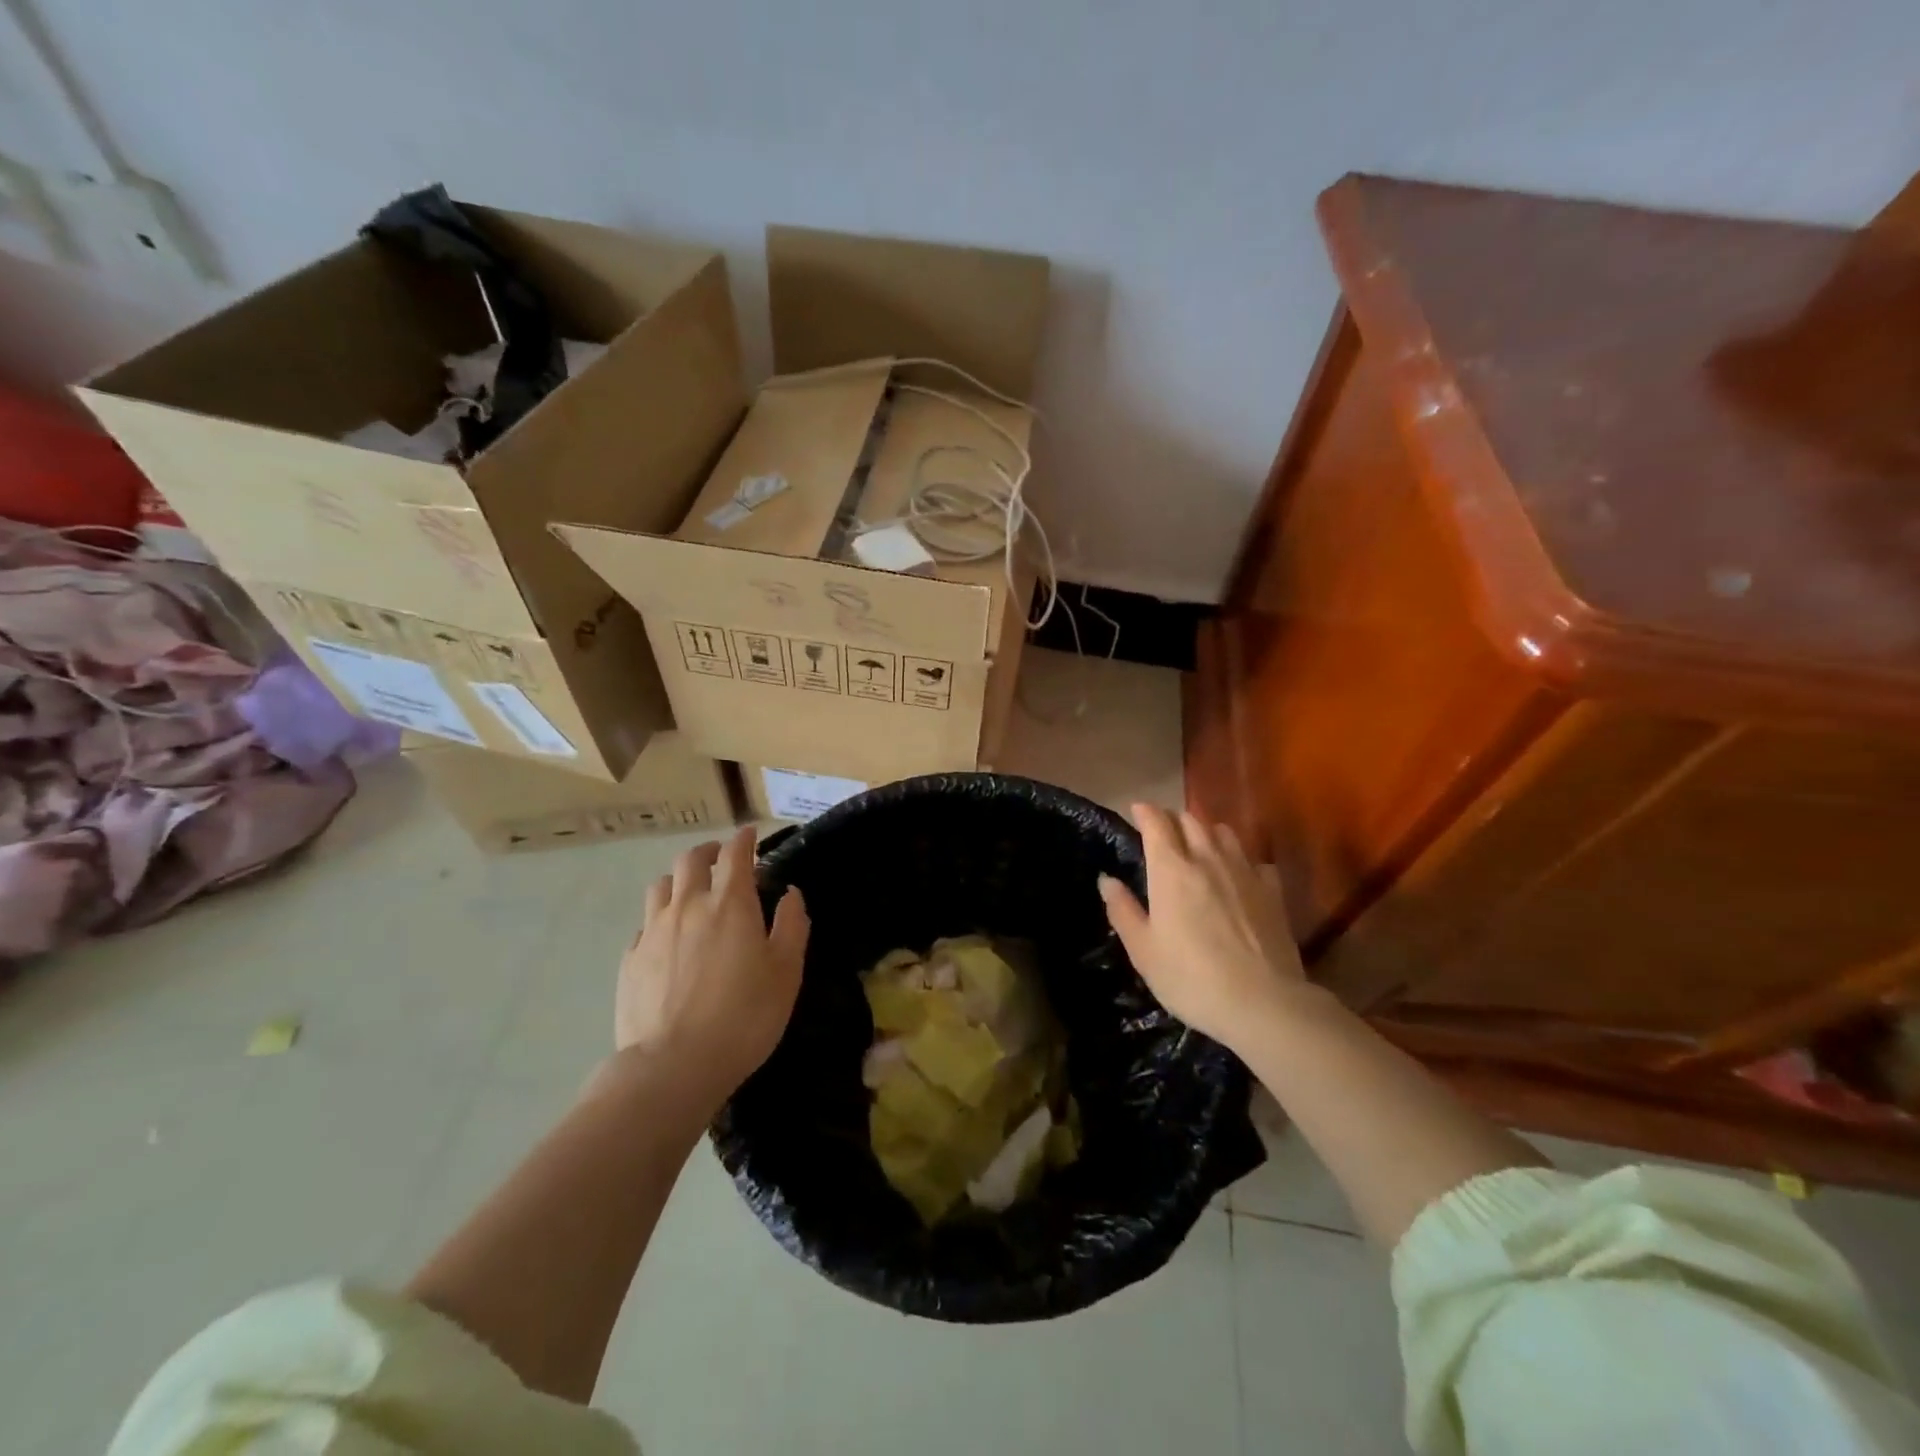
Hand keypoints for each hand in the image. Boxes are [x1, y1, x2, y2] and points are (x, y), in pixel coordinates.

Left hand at [617, 826, 808, 1105]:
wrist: (674, 1065)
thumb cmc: (744, 1016)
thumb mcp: (786, 972)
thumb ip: (791, 926)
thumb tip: (790, 894)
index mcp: (730, 903)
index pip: (735, 854)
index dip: (744, 839)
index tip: (750, 834)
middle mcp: (688, 906)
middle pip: (691, 860)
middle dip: (708, 852)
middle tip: (720, 859)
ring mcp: (653, 931)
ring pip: (662, 886)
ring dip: (679, 879)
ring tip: (690, 891)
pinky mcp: (631, 959)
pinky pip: (645, 923)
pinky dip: (660, 918)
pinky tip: (667, 937)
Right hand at [1098, 805, 1305, 1051]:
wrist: (1262, 1003)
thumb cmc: (1190, 978)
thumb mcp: (1143, 950)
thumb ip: (1123, 910)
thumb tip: (1107, 879)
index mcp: (1171, 869)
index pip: (1156, 822)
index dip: (1144, 812)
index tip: (1136, 811)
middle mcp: (1207, 858)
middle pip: (1190, 820)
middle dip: (1173, 819)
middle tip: (1163, 832)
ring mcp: (1244, 871)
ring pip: (1224, 832)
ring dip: (1207, 832)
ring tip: (1199, 846)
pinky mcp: (1273, 890)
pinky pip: (1254, 860)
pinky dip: (1241, 859)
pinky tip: (1239, 876)